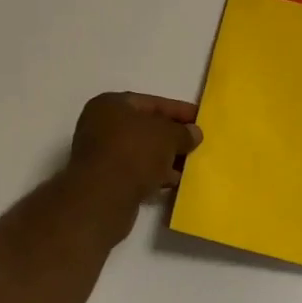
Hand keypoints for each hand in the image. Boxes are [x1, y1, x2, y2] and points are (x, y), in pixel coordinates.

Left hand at [66, 92, 202, 210]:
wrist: (102, 199)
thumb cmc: (134, 153)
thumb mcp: (168, 136)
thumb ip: (183, 132)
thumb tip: (193, 133)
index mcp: (111, 105)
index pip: (152, 103)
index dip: (179, 110)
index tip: (200, 119)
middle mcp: (101, 125)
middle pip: (145, 127)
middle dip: (172, 136)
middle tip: (197, 143)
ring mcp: (101, 154)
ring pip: (141, 151)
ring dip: (165, 157)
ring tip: (190, 165)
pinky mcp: (104, 180)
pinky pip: (135, 170)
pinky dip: (154, 173)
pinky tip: (174, 181)